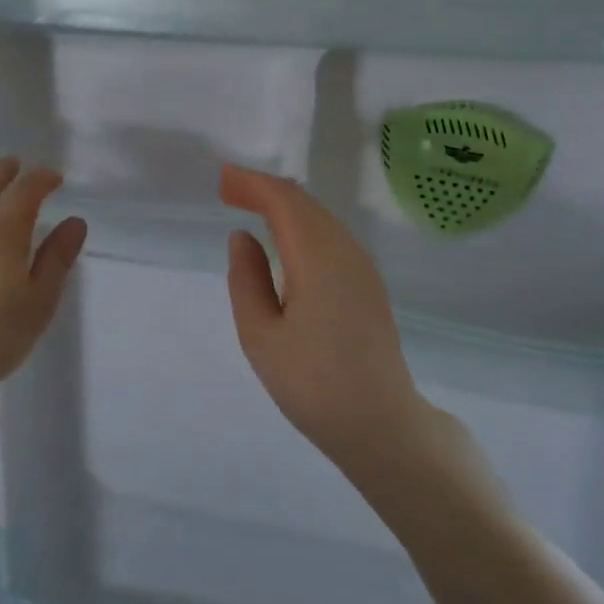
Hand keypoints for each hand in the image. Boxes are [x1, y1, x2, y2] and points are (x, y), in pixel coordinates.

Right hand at [221, 164, 427, 472]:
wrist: (380, 423)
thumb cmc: (313, 384)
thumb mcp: (261, 336)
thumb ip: (246, 280)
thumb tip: (243, 237)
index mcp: (318, 257)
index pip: (284, 201)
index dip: (252, 184)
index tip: (222, 180)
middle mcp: (345, 250)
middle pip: (304, 202)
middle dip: (266, 189)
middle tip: (229, 190)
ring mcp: (362, 266)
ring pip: (320, 217)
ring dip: (285, 206)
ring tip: (250, 207)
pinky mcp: (368, 283)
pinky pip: (331, 235)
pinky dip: (302, 224)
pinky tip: (285, 240)